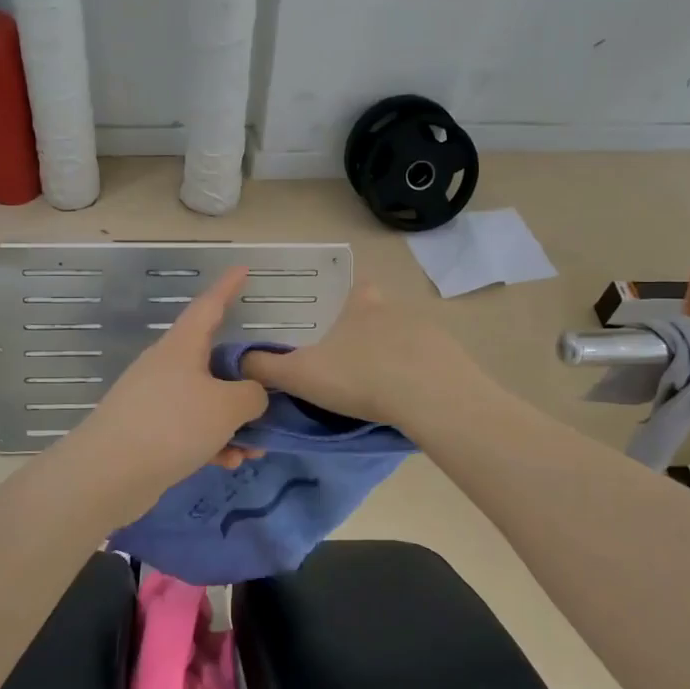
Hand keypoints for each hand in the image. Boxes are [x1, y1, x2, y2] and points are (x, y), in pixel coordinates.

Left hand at [72, 267, 267, 493]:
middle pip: (213, 362)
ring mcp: (155, 399)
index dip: (228, 287)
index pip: (209, 306)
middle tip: (271, 397)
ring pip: (206, 401)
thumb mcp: (227, 407)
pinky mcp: (149, 432)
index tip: (242, 269)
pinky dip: (212, 441)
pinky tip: (227, 463)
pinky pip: (190, 428)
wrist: (109, 474)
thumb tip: (252, 395)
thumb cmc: (172, 424)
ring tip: (255, 450)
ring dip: (233, 422)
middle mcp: (167, 366)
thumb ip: (251, 395)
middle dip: (244, 383)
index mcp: (182, 346)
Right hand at [239, 282, 475, 428]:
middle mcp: (396, 310)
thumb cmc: (359, 376)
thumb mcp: (300, 375)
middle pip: (380, 313)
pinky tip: (409, 400)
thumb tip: (238, 361)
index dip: (348, 301)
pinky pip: (429, 363)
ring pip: (405, 338)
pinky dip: (418, 376)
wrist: (430, 397)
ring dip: (394, 356)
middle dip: (368, 333)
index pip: (357, 288)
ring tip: (380, 387)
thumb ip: (265, 368)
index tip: (338, 323)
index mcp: (361, 306)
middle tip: (352, 364)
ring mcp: (428, 333)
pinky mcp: (451, 359)